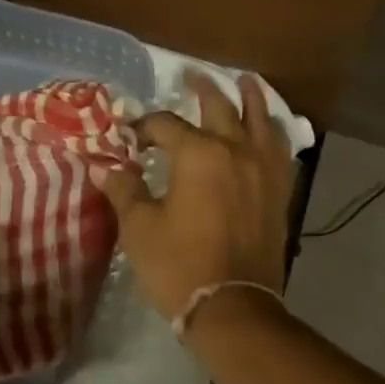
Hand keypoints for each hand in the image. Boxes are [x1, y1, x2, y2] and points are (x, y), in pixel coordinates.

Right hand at [92, 71, 293, 321]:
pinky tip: (269, 130)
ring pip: (260, 118)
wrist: (234, 308)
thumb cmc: (180, 266)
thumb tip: (104, 166)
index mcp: (198, 153)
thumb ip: (124, 190)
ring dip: (250, 97)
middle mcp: (235, 149)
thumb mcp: (140, 229)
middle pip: (220, 107)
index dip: (145, 127)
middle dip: (203, 89)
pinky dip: (273, 131)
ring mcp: (263, 168)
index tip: (131, 137)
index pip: (166, 125)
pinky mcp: (279, 189)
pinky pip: (280, 148)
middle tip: (192, 75)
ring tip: (245, 81)